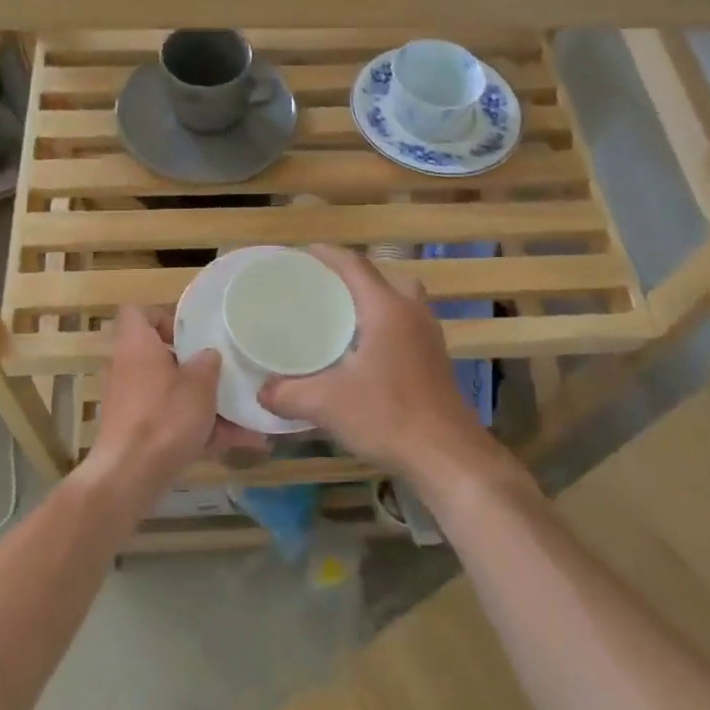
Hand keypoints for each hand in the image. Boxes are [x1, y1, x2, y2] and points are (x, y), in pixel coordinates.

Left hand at [87, 306, 265, 495]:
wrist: (130, 475)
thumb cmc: (165, 417)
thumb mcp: (199, 384)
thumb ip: (208, 363)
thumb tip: (208, 355)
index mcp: (136, 346)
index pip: (138, 313)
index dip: (164, 316)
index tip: (193, 331)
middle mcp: (128, 370)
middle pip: (161, 356)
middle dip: (194, 365)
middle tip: (223, 369)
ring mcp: (131, 404)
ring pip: (173, 394)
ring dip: (205, 403)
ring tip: (245, 413)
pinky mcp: (138, 434)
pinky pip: (173, 423)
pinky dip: (201, 430)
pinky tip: (239, 442)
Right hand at [259, 246, 497, 485]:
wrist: (447, 455)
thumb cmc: (387, 416)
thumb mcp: (326, 404)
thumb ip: (288, 394)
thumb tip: (262, 392)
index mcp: (387, 309)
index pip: (356, 266)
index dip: (329, 255)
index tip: (303, 254)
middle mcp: (412, 313)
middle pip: (384, 278)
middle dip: (354, 277)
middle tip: (324, 289)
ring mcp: (429, 337)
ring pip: (401, 302)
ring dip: (374, 302)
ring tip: (342, 319)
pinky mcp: (435, 361)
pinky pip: (407, 326)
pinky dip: (385, 326)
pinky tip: (364, 354)